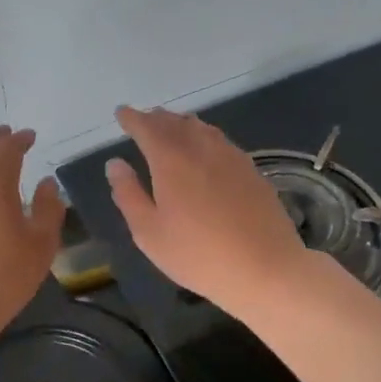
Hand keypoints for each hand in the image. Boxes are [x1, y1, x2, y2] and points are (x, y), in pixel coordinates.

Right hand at [104, 105, 311, 316]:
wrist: (266, 268)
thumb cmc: (198, 255)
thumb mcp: (149, 233)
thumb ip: (128, 194)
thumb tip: (115, 164)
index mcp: (171, 159)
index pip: (147, 127)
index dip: (132, 118)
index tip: (121, 113)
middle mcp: (201, 148)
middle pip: (175, 122)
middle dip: (156, 119)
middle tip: (143, 121)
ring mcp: (231, 156)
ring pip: (201, 128)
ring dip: (181, 124)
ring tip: (171, 130)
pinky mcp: (252, 170)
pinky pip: (221, 141)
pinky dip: (204, 137)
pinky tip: (205, 151)